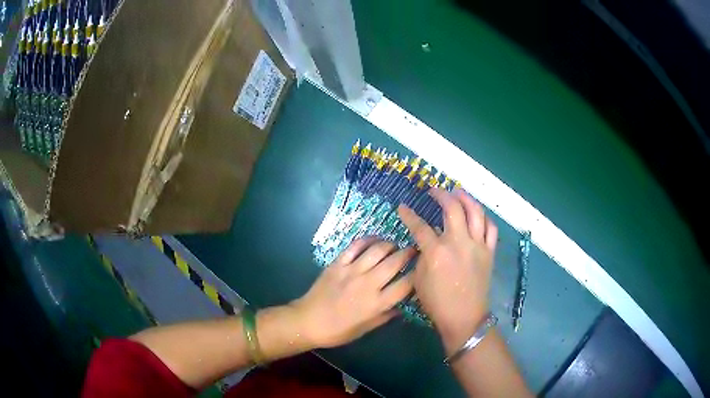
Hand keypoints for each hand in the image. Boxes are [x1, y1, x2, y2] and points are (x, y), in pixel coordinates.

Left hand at [291, 239, 414, 348]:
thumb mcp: (365, 329)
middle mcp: (367, 284)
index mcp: (376, 303)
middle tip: (414, 250)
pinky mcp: (338, 263)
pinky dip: (368, 240)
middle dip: (409, 253)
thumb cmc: (338, 331)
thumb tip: (402, 306)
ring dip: (390, 244)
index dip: (418, 275)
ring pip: (377, 250)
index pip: (406, 285)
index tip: (423, 270)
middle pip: (395, 262)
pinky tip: (375, 239)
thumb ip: (385, 316)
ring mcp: (351, 271)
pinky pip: (355, 246)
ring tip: (395, 245)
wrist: (307, 321)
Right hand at [398, 188, 497, 352]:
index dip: (409, 215)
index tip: (403, 207)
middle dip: (441, 195)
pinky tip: (477, 214)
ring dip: (465, 198)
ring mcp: (477, 246)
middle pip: (452, 209)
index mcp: (437, 252)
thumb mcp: (419, 279)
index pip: (420, 226)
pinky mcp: (489, 252)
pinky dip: (483, 217)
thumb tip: (426, 242)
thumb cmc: (437, 303)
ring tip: (457, 192)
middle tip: (434, 190)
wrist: (464, 317)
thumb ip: (422, 255)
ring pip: (475, 212)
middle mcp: (459, 243)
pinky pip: (490, 228)